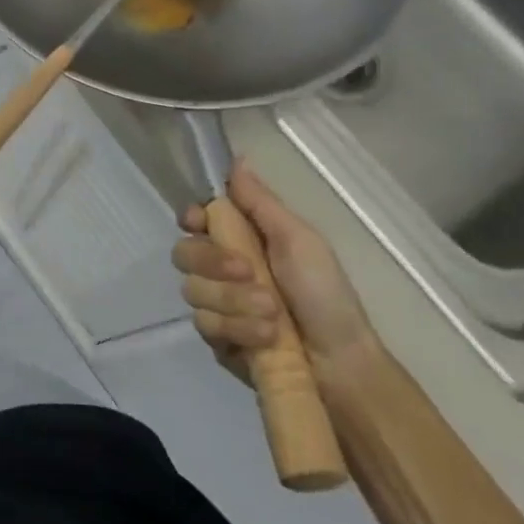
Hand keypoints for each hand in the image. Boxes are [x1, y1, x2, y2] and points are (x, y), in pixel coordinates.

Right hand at [172, 164, 377, 380]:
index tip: (198, 221)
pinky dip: (236, 328)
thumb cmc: (325, 294)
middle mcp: (221, 270)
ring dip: (234, 301)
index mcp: (241, 240)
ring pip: (193, 290)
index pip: (195, 220)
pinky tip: (264, 336)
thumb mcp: (299, 241)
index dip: (191, 218)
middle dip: (214, 263)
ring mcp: (216, 304)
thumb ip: (261, 203)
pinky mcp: (215, 337)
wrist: (339, 363)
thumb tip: (237, 159)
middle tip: (249, 273)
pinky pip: (204, 323)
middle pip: (184, 253)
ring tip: (272, 314)